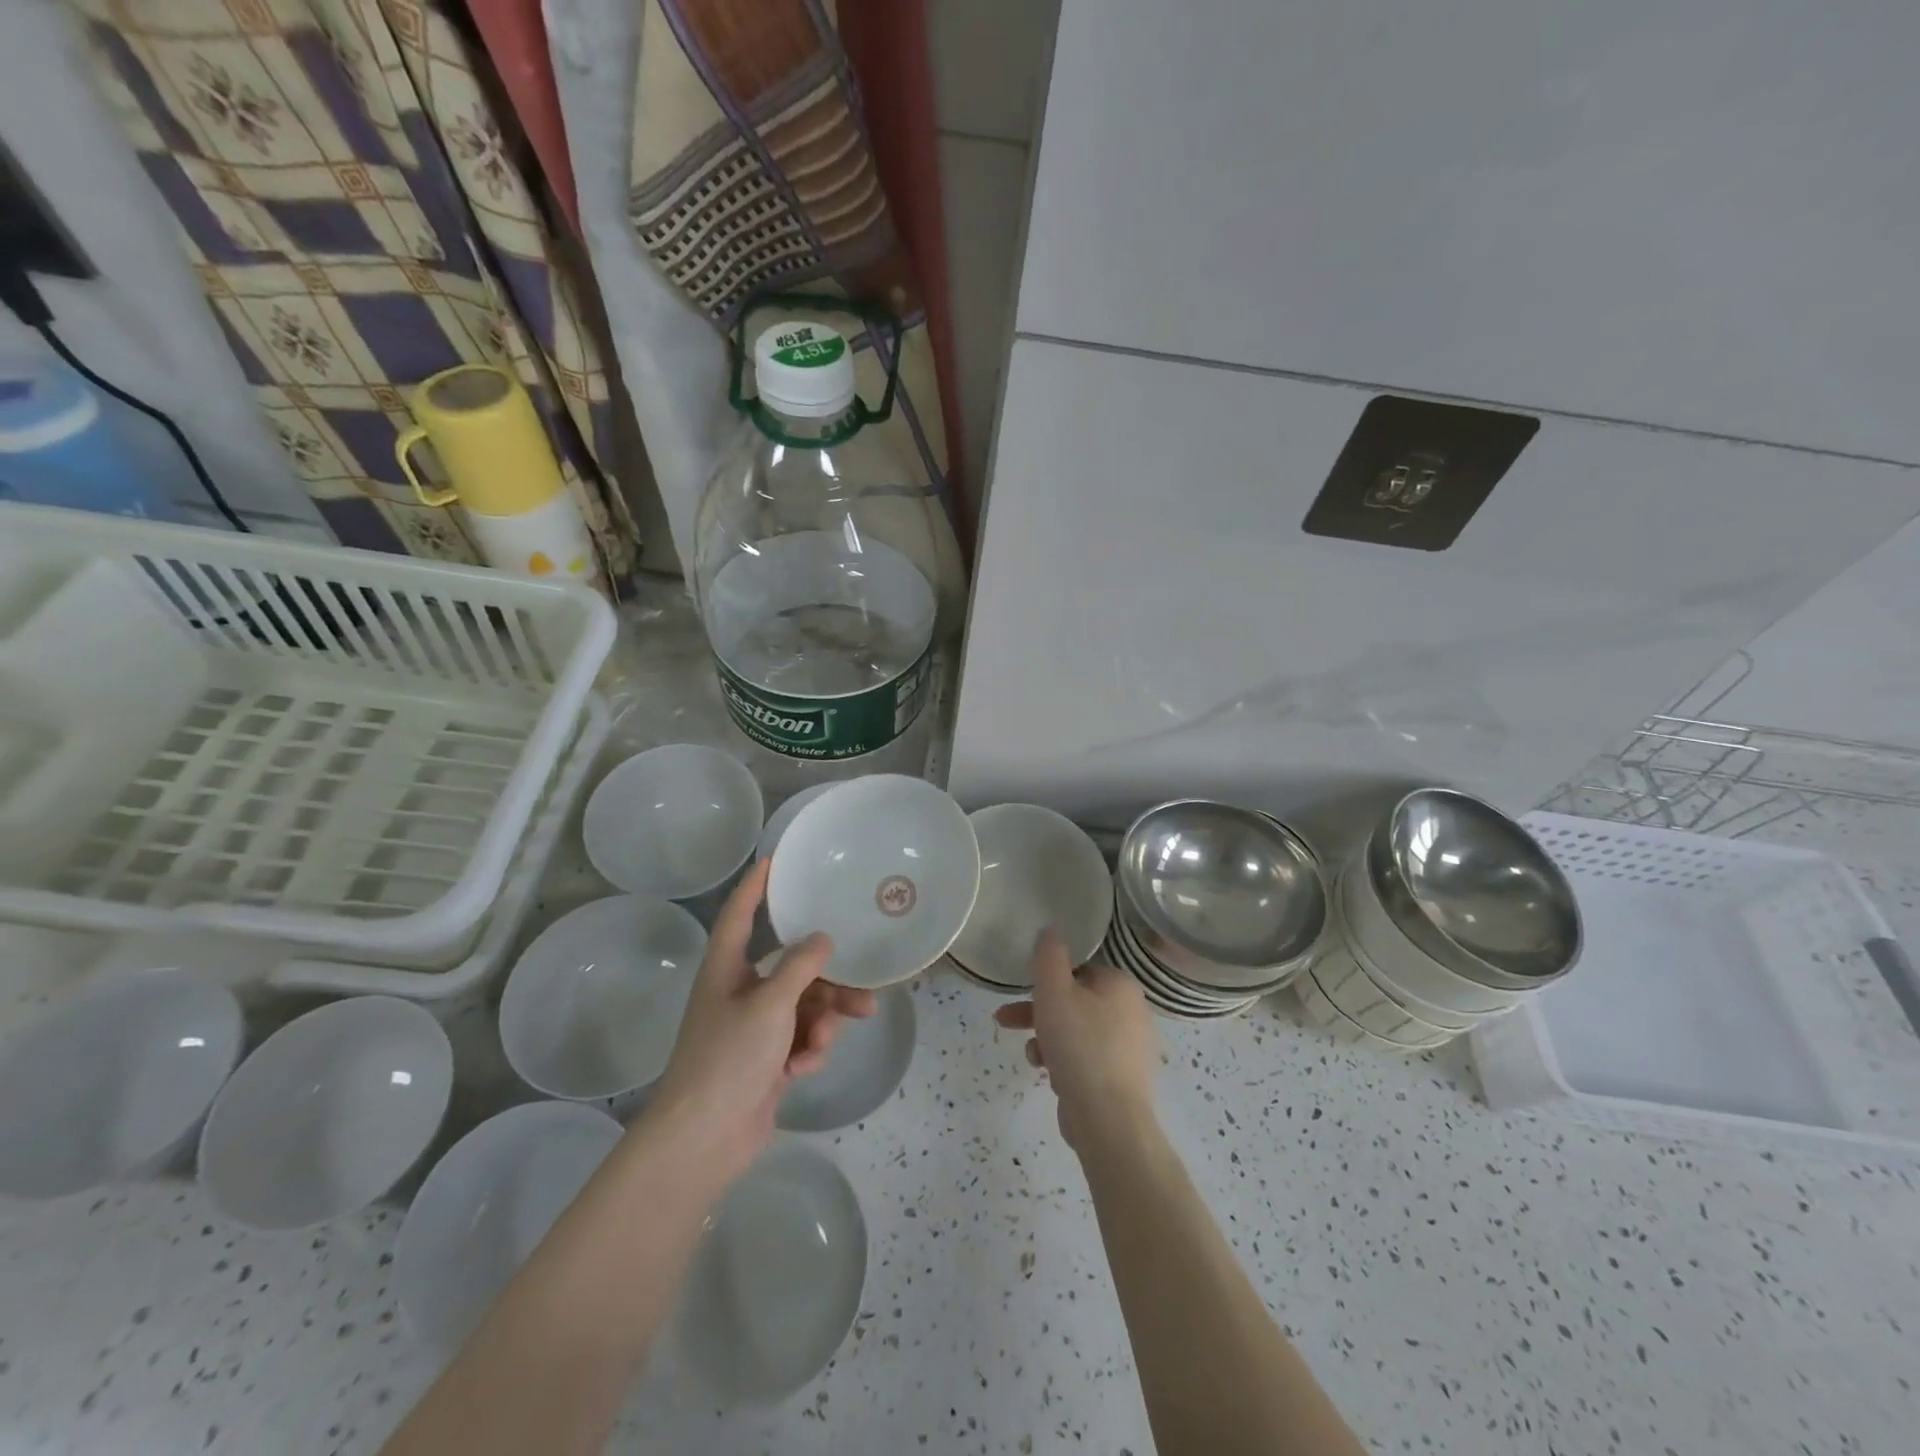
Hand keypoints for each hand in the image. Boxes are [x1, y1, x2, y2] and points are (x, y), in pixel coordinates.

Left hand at [647, 859, 874, 1182]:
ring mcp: (753, 1029)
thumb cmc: (730, 1057)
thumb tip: (822, 940)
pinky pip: (800, 1037)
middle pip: (790, 968)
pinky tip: (805, 1066)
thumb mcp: (770, 1003)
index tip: (774, 861)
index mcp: (726, 969)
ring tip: (834, 1034)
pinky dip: (808, 1047)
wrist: (704, 1139)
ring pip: (803, 1005)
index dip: (754, 887)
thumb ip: (801, 966)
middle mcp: (739, 992)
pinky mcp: (766, 1060)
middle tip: (863, 984)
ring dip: (823, 1018)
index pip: (740, 915)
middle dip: (826, 979)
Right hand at [994, 928, 1158, 1150]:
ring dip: (1046, 1038)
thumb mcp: (1054, 991)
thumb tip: (1051, 929)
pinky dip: (1063, 1062)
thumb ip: (1049, 956)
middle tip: (1005, 1019)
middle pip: (1075, 1001)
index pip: (1080, 969)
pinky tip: (1048, 1075)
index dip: (1048, 979)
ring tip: (1031, 1056)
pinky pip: (1084, 1059)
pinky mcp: (1120, 1079)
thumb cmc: (1080, 1046)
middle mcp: (1131, 1012)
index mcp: (1121, 986)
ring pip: (1076, 1031)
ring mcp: (1128, 1049)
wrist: (1108, 1120)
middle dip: (1037, 1011)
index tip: (1023, 991)